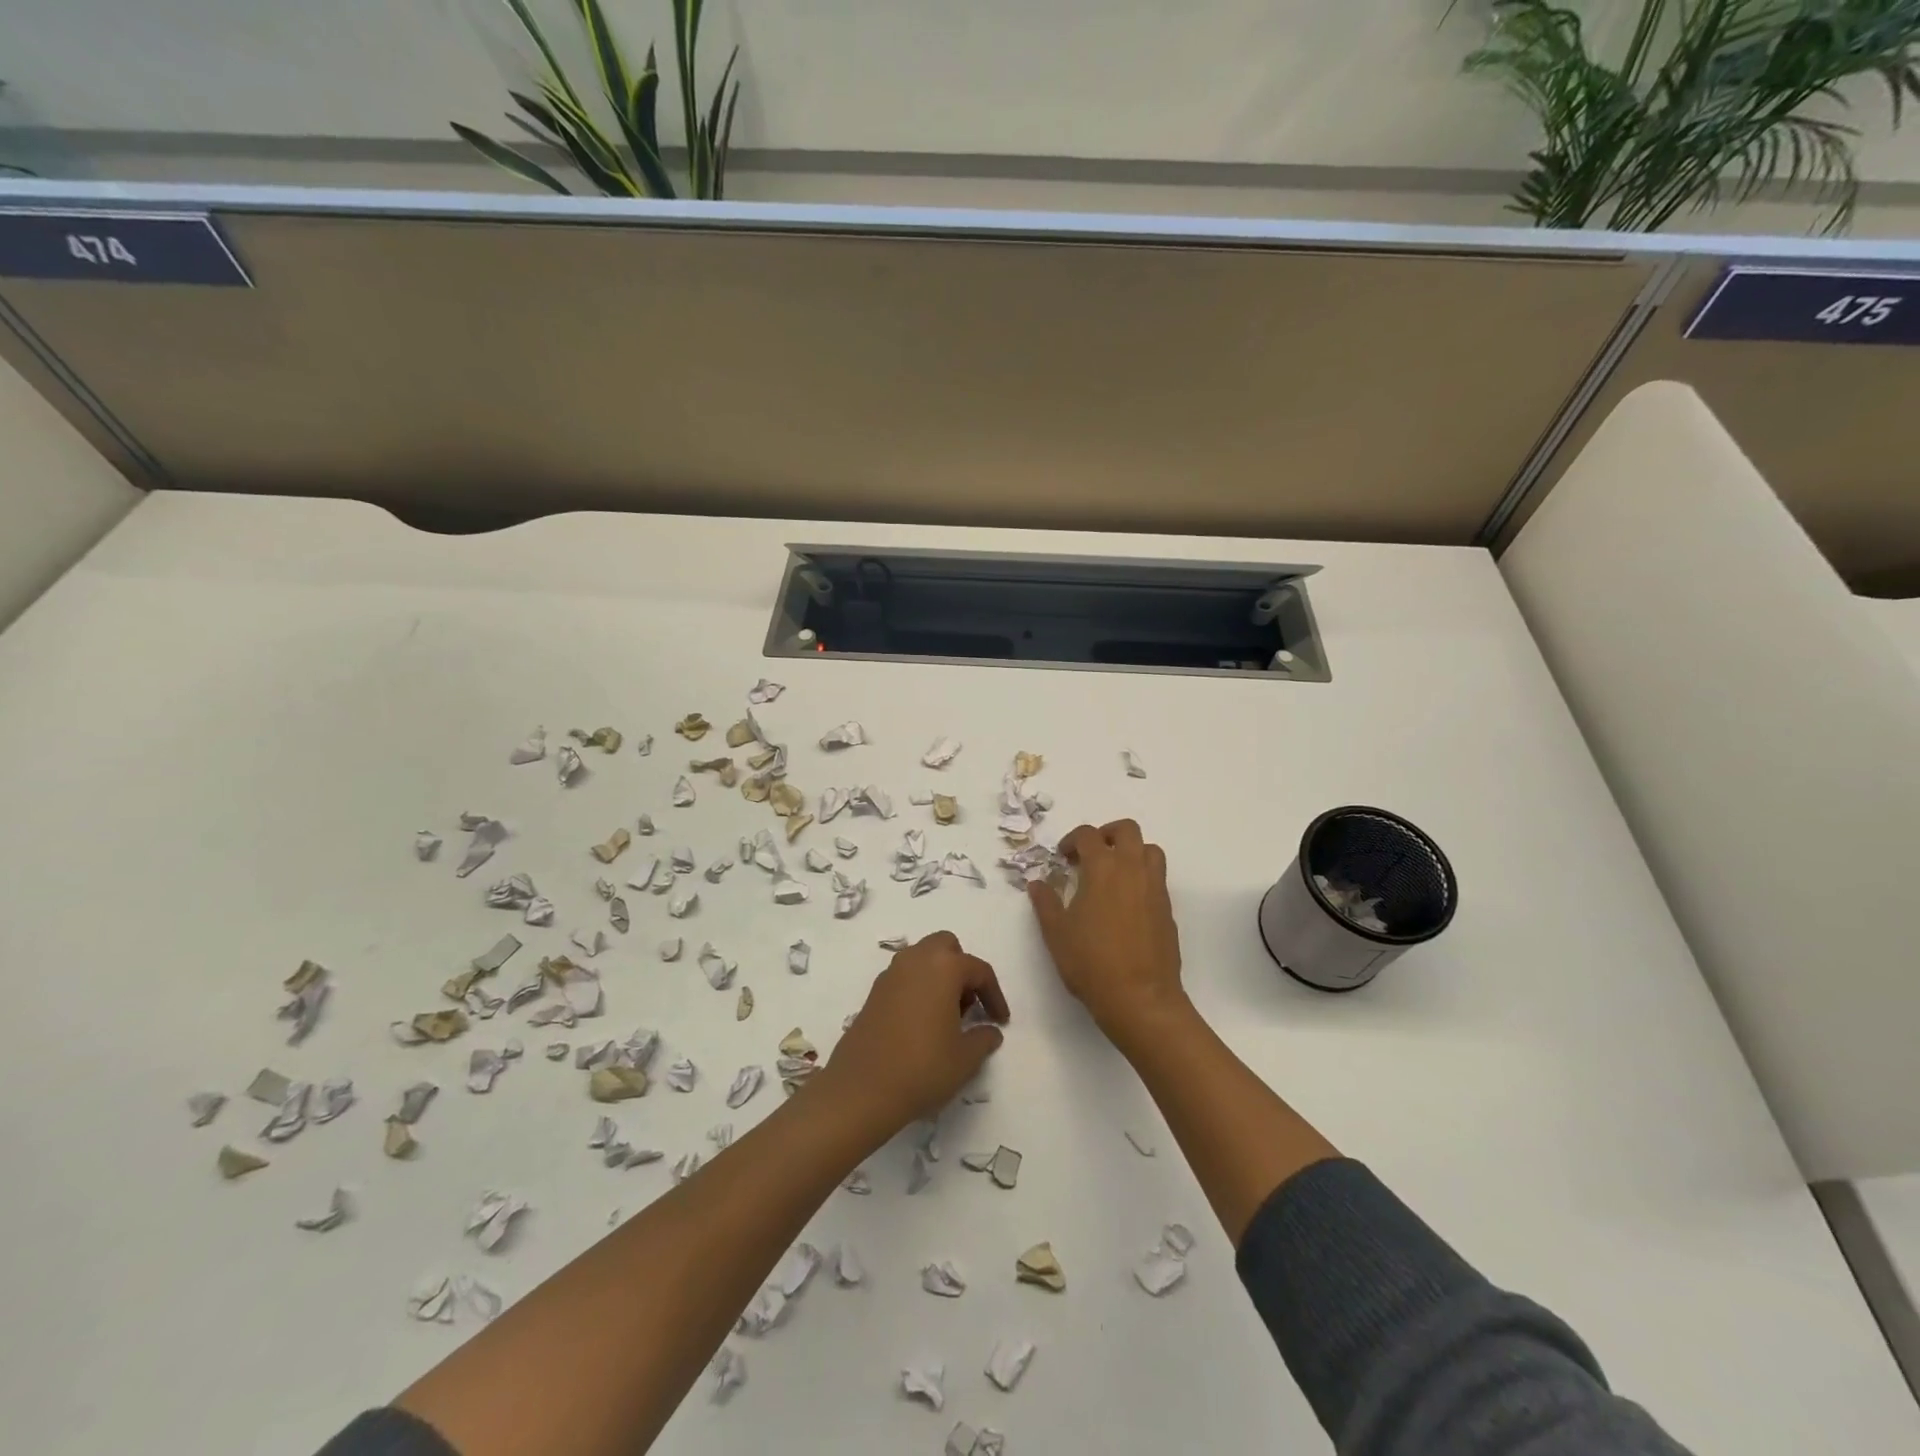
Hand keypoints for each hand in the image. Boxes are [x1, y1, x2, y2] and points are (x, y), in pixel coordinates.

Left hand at [823, 932, 1009, 1138]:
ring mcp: (890, 974)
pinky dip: (918, 988)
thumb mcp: (965, 1059)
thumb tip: (990, 1031)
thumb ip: (983, 1039)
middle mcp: (916, 960)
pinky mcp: (873, 993)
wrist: (862, 1089)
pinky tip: (922, 1023)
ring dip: (939, 977)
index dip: (994, 995)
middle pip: (946, 947)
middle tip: (970, 1004)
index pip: (979, 970)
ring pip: (922, 959)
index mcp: (943, 967)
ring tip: (947, 1016)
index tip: (1001, 1020)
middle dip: (962, 969)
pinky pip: (904, 978)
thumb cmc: (922, 1068)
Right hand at [1029, 819, 1187, 1050]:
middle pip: (1127, 830)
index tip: (1063, 857)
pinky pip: (1157, 877)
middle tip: (1091, 854)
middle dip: (1107, 834)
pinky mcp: (1167, 908)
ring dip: (1131, 852)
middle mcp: (1133, 869)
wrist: (1140, 998)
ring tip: (1113, 874)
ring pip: (1149, 850)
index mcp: (1103, 868)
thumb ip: (1045, 902)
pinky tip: (1126, 903)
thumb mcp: (1056, 932)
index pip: (1088, 835)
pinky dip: (1142, 877)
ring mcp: (1155, 887)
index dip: (1072, 840)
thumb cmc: (1091, 962)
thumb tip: (1037, 883)